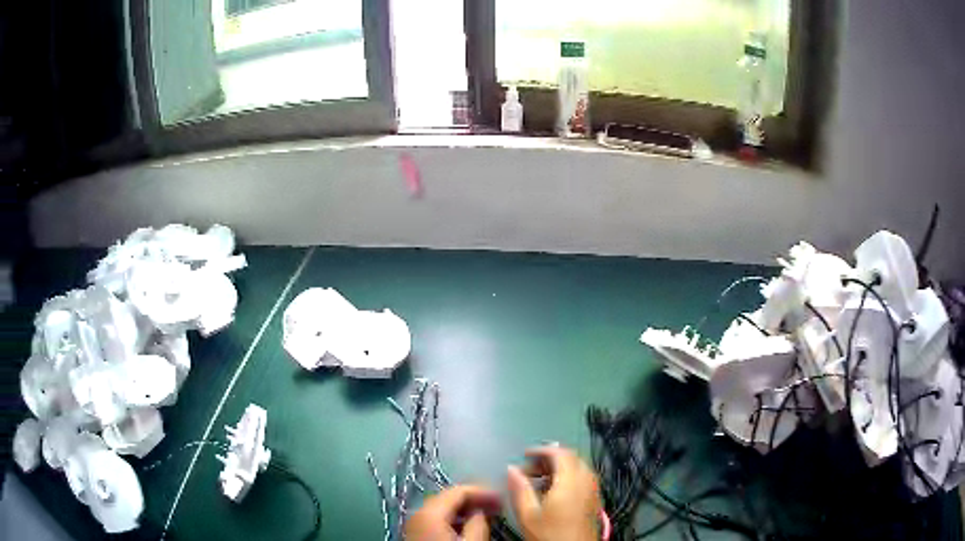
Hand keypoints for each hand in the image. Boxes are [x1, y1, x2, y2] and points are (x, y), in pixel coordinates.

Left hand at [404, 485, 501, 540]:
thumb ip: (478, 523)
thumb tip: (480, 512)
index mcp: (430, 513)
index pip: (458, 491)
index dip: (482, 492)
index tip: (502, 499)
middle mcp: (417, 514)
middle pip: (447, 498)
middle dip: (473, 499)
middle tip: (497, 506)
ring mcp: (414, 526)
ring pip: (441, 509)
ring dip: (464, 510)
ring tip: (486, 516)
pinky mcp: (416, 536)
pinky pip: (436, 520)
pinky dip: (453, 519)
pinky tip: (467, 527)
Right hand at [507, 446, 600, 540]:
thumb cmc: (550, 534)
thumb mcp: (528, 514)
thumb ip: (520, 489)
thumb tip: (511, 469)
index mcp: (571, 480)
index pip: (560, 452)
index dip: (541, 450)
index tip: (523, 455)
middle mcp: (587, 480)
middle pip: (571, 458)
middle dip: (549, 459)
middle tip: (528, 469)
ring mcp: (593, 490)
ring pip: (577, 468)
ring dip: (558, 469)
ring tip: (536, 482)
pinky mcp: (595, 500)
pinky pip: (582, 479)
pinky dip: (567, 478)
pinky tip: (552, 493)